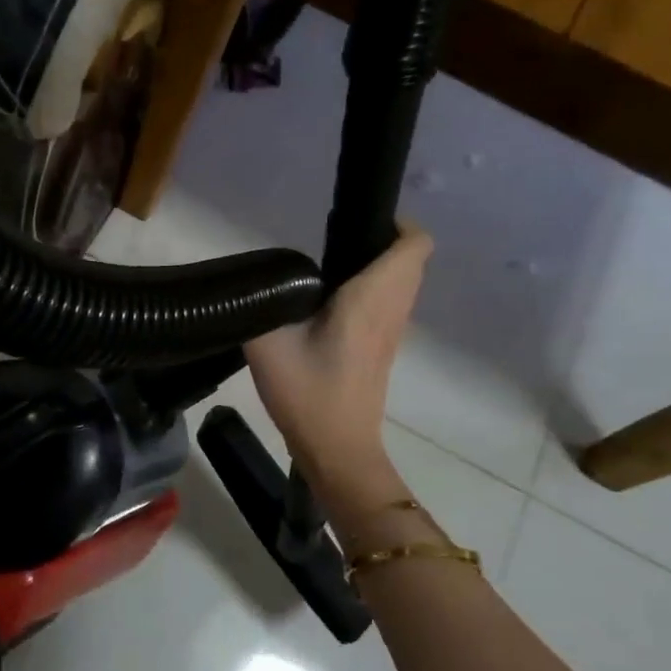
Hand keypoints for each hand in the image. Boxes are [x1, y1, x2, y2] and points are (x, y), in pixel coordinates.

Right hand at [243, 226, 431, 518]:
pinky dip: (375, 289)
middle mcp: (392, 309)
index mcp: (372, 298)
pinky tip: (332, 303)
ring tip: (331, 269)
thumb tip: (255, 282)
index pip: (414, 244)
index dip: (394, 223)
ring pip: (404, 282)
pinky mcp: (385, 349)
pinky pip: (392, 302)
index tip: (355, 221)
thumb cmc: (307, 392)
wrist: (335, 449)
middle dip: (381, 239)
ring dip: (379, 265)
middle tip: (334, 242)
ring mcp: (393, 331)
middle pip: (412, 258)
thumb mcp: (267, 343)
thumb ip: (260, 303)